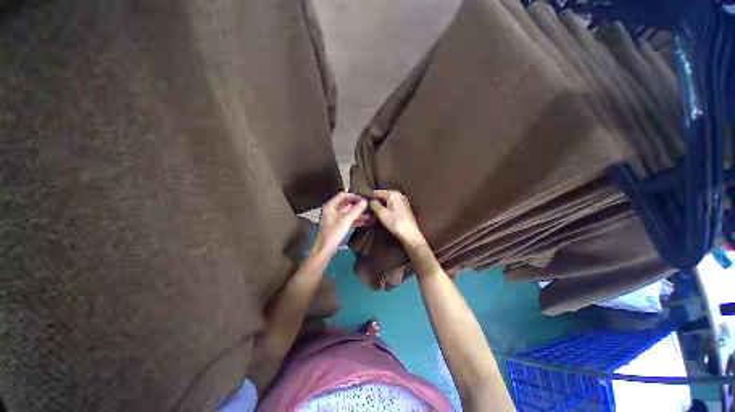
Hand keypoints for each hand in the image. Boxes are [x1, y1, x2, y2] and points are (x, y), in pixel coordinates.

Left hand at [311, 192, 368, 257]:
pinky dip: (355, 220)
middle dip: (357, 204)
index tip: (364, 199)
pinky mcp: (337, 226)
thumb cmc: (333, 234)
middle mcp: (332, 210)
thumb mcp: (345, 221)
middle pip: (346, 203)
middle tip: (368, 206)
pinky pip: (347, 219)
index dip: (354, 196)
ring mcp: (334, 218)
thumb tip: (366, 201)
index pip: (343, 195)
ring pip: (348, 212)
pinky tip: (364, 222)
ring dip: (357, 213)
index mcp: (330, 206)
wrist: (324, 251)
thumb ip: (356, 210)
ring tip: (369, 215)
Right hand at [369, 190, 426, 246]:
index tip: (363, 203)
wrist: (410, 234)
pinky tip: (382, 215)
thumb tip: (369, 200)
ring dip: (381, 206)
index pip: (377, 192)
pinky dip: (387, 208)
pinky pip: (392, 205)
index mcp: (393, 193)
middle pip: (383, 196)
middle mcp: (399, 194)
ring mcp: (402, 201)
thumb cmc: (395, 222)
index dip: (370, 197)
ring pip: (387, 201)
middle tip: (368, 209)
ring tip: (373, 213)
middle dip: (376, 202)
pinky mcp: (404, 208)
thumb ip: (374, 204)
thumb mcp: (382, 213)